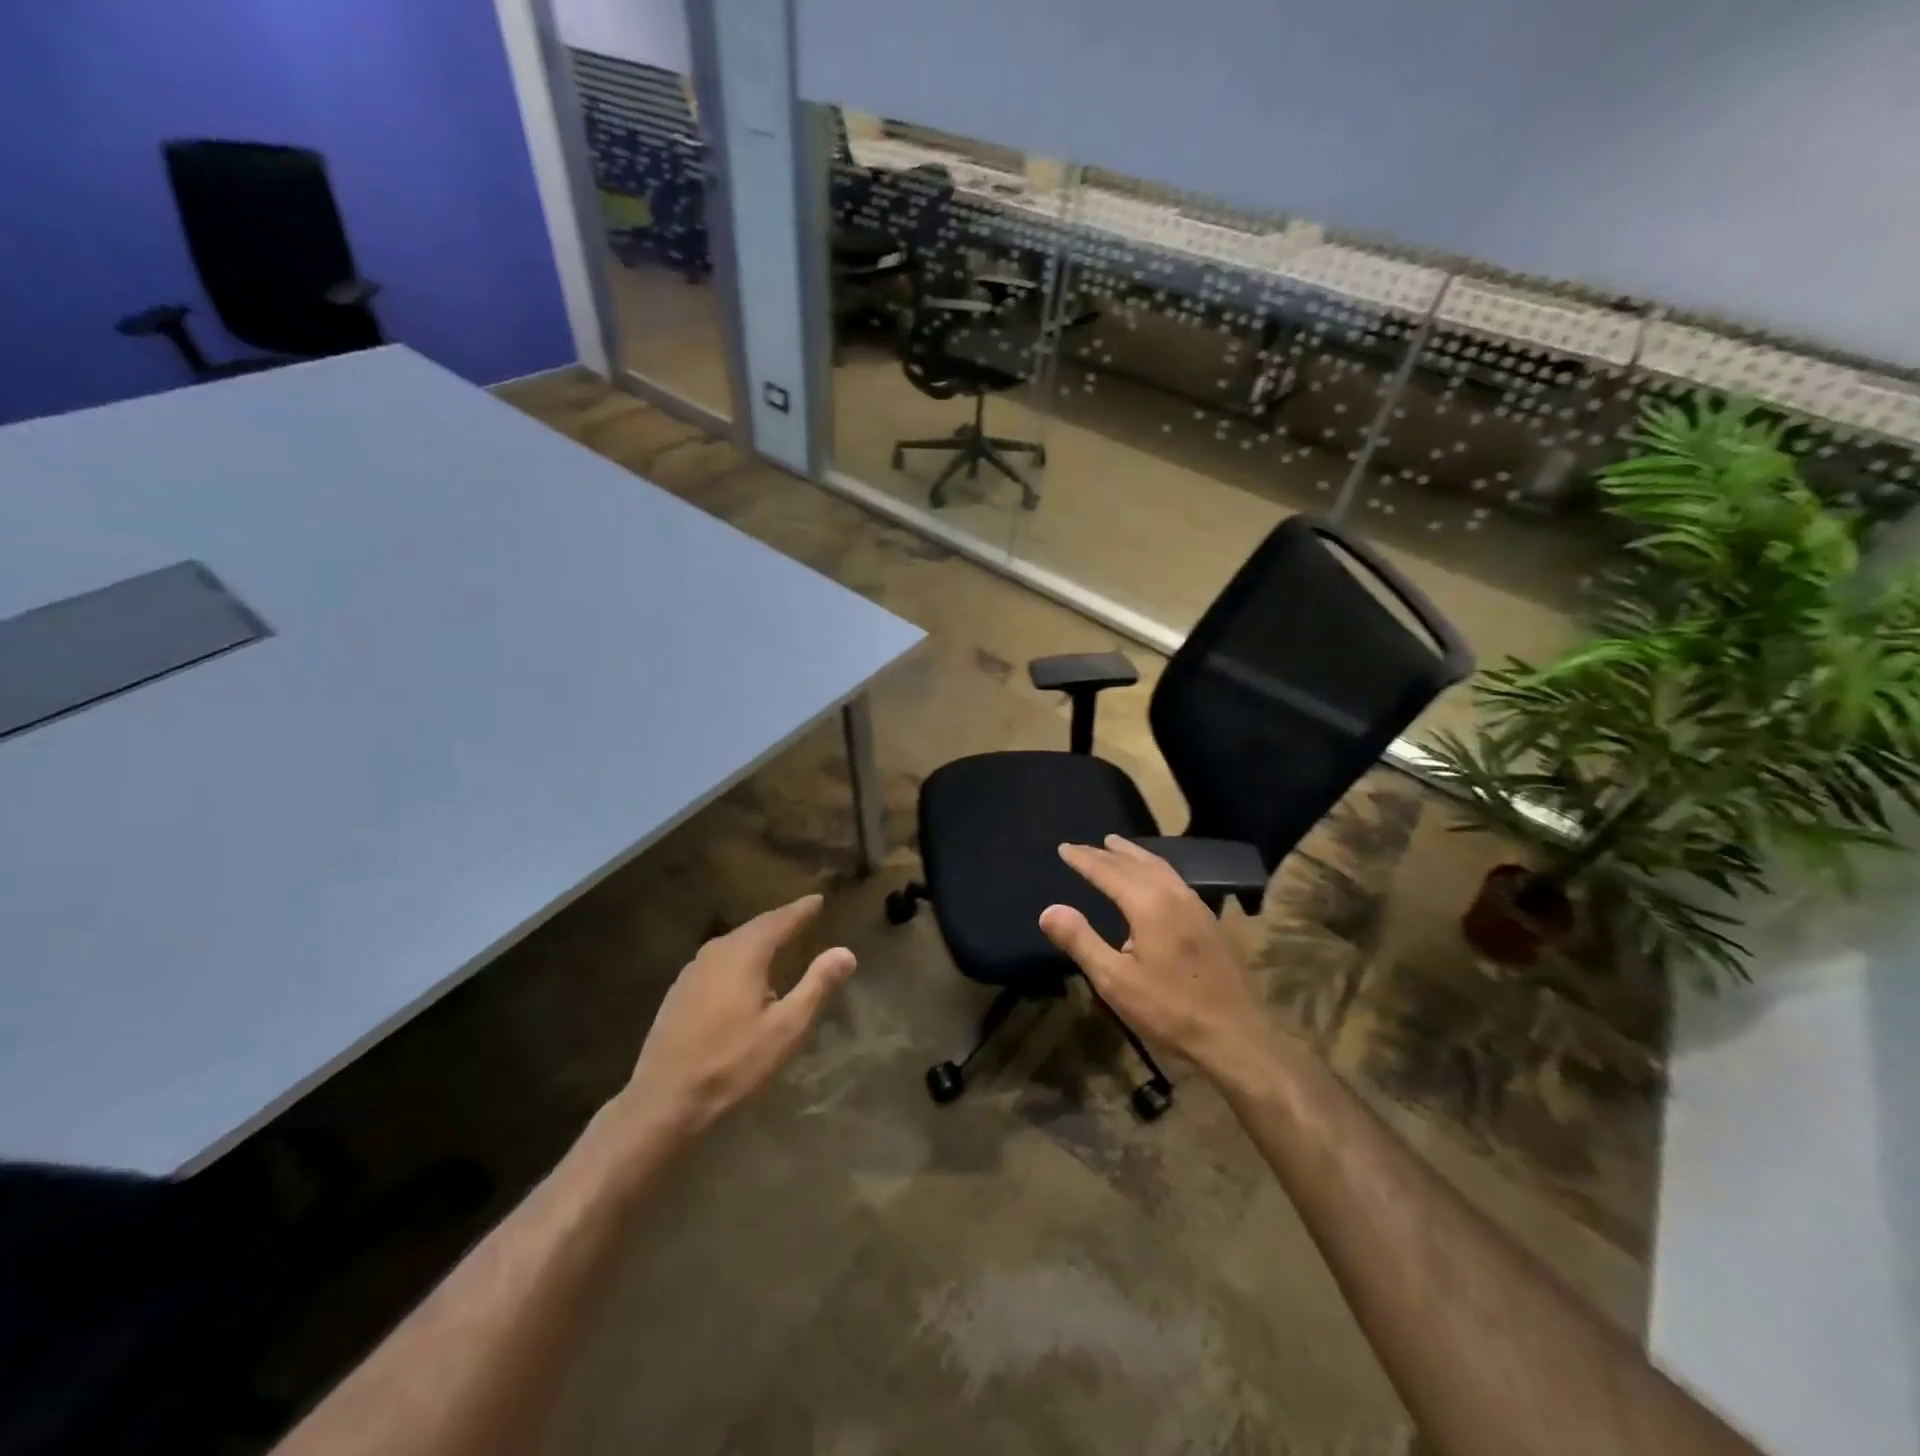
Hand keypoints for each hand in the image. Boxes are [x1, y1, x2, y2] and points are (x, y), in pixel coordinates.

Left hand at [618, 893, 855, 1138]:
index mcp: (744, 954)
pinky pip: (718, 961)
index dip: (801, 910)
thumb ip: (817, 985)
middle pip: (755, 928)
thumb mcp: (786, 1028)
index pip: (779, 920)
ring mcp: (692, 971)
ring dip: (758, 939)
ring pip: (733, 943)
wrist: (663, 1102)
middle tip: (802, 916)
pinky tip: (743, 974)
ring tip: (778, 940)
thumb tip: (846, 952)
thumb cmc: (732, 1064)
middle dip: (780, 921)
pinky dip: (739, 957)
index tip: (818, 900)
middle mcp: (716, 952)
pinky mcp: (679, 992)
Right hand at [1039, 836, 1271, 1083]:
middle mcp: (1174, 895)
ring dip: (1134, 856)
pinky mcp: (1210, 922)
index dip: (1084, 859)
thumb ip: (1081, 941)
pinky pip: (1174, 879)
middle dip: (1107, 854)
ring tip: (1116, 848)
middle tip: (1084, 846)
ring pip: (1160, 868)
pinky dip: (1154, 868)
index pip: (1109, 871)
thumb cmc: (1169, 1010)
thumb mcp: (1114, 980)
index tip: (1064, 848)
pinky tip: (1153, 880)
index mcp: (1149, 904)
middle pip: (1135, 864)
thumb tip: (1049, 909)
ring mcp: (1197, 906)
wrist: (1235, 1036)